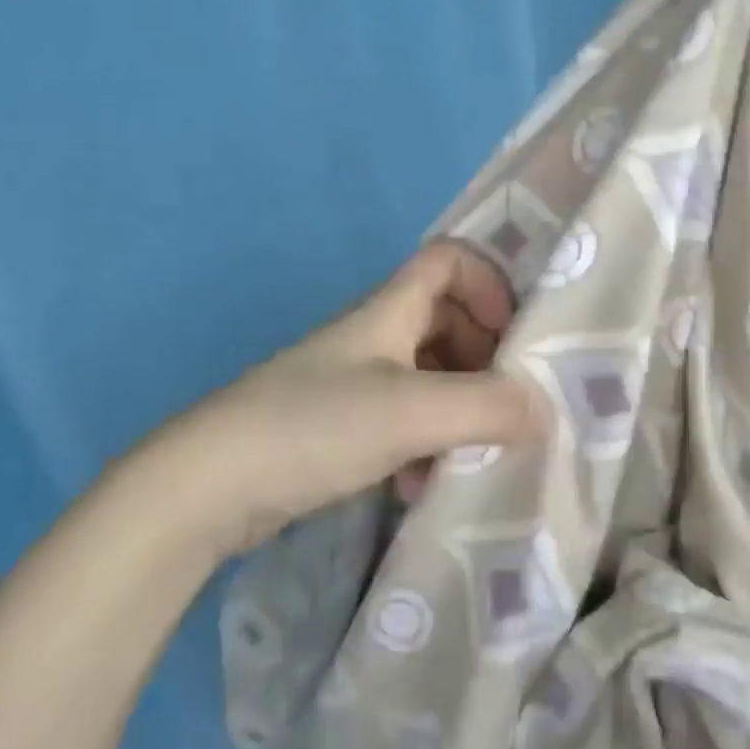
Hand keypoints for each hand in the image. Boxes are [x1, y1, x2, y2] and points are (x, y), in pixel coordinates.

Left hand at [148, 243, 547, 557]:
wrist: (204, 487)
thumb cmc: (312, 427)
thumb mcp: (410, 412)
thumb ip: (485, 407)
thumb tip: (545, 409)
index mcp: (389, 311)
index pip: (448, 261)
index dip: (488, 284)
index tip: (514, 337)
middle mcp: (374, 337)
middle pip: (445, 320)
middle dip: (484, 356)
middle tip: (508, 402)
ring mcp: (353, 383)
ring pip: (427, 375)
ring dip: (458, 407)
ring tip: (474, 452)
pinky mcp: (338, 428)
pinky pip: (402, 420)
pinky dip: (425, 443)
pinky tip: (424, 485)